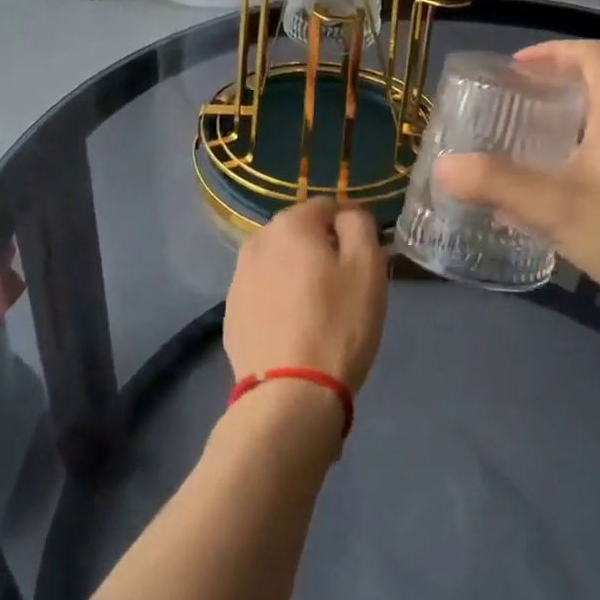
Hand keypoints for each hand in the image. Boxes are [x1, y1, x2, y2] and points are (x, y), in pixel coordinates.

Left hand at [224, 198, 387, 391]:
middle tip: (346, 281)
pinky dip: (280, 297)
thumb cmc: (338, 324)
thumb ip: (359, 225)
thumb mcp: (367, 268)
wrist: (290, 393)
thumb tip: (347, 215)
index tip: (368, 249)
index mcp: (291, 225)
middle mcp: (257, 242)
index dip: (351, 222)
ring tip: (320, 305)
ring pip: (279, 261)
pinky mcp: (231, 311)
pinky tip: (295, 325)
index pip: (327, 206)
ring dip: (298, 271)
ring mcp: (238, 278)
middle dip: (323, 246)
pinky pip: (264, 290)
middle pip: (299, 232)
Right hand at [434, 40, 599, 345]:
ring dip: (559, 134)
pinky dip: (573, 168)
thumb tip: (444, 167)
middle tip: (505, 114)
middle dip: (546, 95)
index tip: (515, 70)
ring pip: (598, 130)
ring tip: (518, 156)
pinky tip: (548, 206)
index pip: (590, 54)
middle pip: (592, 90)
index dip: (551, 52)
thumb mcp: (555, 206)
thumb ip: (497, 184)